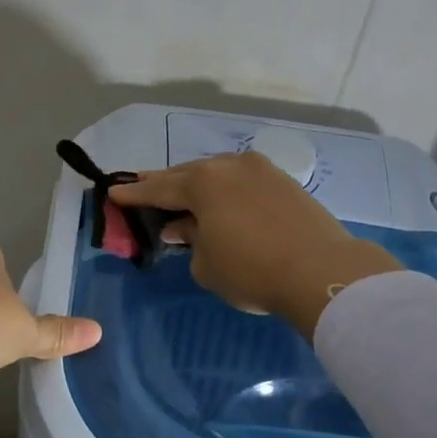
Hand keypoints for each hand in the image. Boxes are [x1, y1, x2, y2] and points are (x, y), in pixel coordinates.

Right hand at [110, 152, 398, 336]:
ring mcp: (261, 170)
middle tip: (143, 189)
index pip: (158, 188)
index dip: (134, 194)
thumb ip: (189, 240)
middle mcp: (230, 165)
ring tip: (183, 198)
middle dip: (164, 185)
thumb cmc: (252, 270)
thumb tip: (186, 227)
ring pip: (218, 175)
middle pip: (188, 174)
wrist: (322, 272)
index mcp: (203, 182)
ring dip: (198, 187)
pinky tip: (221, 204)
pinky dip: (225, 191)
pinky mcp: (284, 182)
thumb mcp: (206, 264)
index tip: (114, 192)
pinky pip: (241, 181)